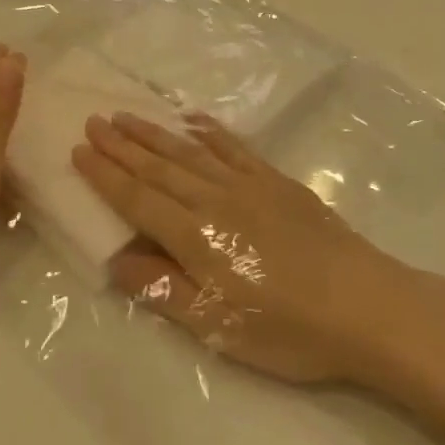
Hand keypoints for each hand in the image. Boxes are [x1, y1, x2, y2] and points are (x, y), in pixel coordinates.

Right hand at [72, 112, 404, 383]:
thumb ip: (163, 288)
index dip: (105, 175)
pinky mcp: (278, 181)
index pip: (137, 198)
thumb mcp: (217, 326)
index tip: (79, 150)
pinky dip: (211, 131)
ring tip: (128, 115)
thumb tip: (116, 259)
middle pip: (159, 167)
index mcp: (196, 236)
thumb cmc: (288, 329)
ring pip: (191, 151)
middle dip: (123, 145)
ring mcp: (249, 185)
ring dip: (156, 133)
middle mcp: (216, 200)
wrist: (365, 305)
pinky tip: (196, 120)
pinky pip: (235, 148)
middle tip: (94, 120)